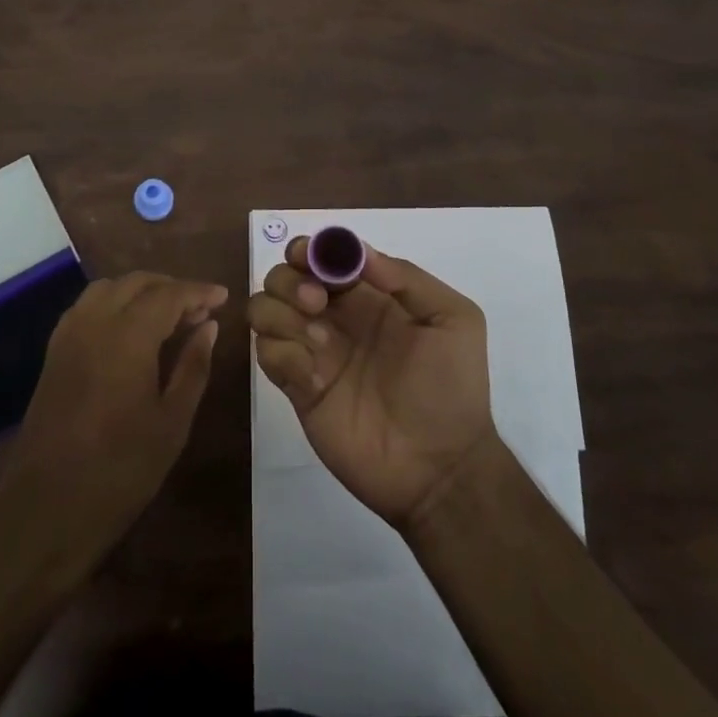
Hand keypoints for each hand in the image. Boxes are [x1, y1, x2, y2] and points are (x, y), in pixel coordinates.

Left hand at [0, 272, 224, 572]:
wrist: (45, 511)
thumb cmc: (120, 471)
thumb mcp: (172, 422)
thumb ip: (193, 366)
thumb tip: (208, 326)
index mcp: (127, 336)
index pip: (169, 294)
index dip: (198, 291)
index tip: (223, 297)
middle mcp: (94, 323)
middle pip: (137, 282)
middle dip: (171, 287)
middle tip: (200, 309)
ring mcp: (68, 335)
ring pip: (108, 288)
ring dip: (141, 291)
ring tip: (168, 315)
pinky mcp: (54, 353)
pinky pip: (87, 307)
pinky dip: (114, 303)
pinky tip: (130, 329)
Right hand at [248, 237, 497, 530]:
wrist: (440, 467)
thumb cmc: (451, 387)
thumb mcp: (453, 320)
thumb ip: (408, 278)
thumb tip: (359, 251)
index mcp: (369, 295)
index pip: (323, 256)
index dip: (310, 248)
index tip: (310, 256)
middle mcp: (334, 316)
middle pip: (284, 276)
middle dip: (291, 280)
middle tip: (318, 304)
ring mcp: (312, 351)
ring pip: (264, 308)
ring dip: (281, 314)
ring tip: (320, 344)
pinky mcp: (297, 387)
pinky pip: (267, 354)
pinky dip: (283, 356)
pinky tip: (315, 379)